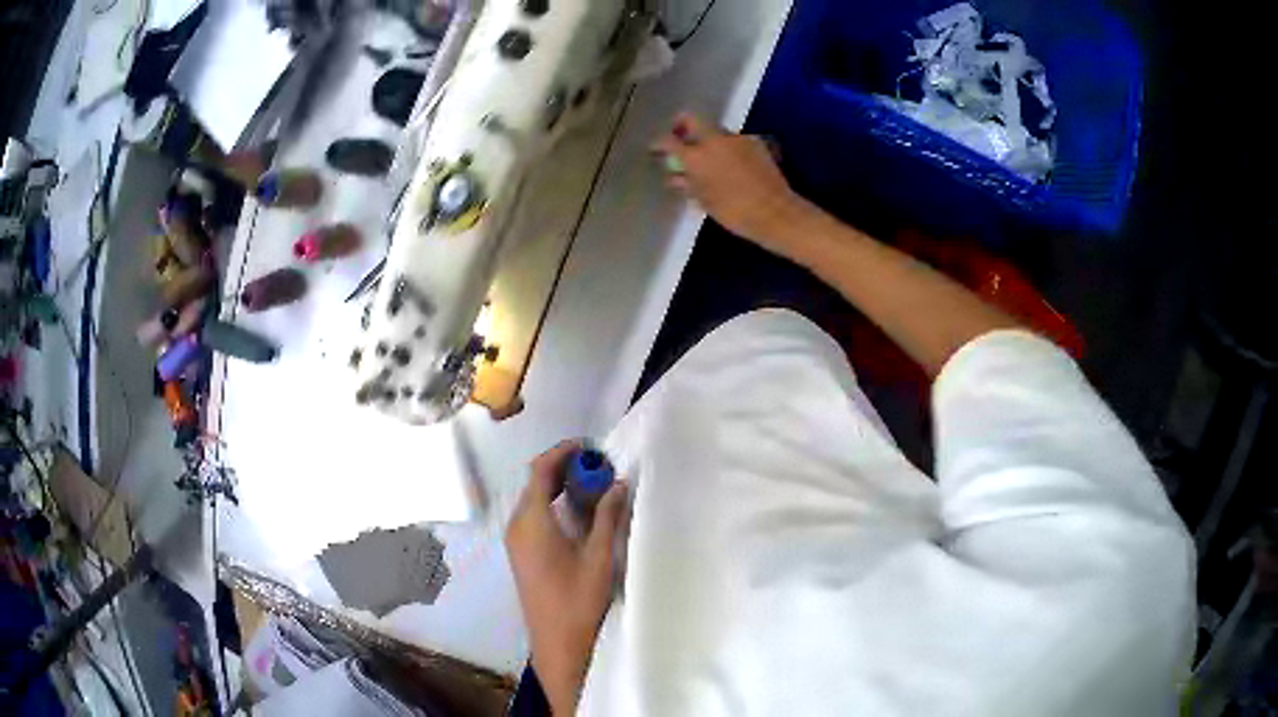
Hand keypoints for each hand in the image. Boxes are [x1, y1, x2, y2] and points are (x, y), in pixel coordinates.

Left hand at [506, 441, 628, 714]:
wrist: (557, 642)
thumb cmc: (577, 600)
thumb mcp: (599, 557)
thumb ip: (607, 516)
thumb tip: (618, 483)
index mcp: (532, 522)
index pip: (540, 470)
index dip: (563, 451)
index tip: (591, 447)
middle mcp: (517, 525)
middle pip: (535, 482)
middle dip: (565, 467)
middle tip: (600, 466)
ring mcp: (515, 540)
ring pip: (534, 498)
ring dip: (560, 485)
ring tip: (594, 484)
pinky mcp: (520, 552)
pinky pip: (533, 515)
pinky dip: (554, 503)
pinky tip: (579, 511)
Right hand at [653, 113, 810, 251]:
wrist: (775, 212)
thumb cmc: (734, 212)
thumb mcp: (705, 201)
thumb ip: (687, 184)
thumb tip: (675, 177)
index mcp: (697, 157)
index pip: (669, 141)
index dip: (659, 143)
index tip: (655, 148)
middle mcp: (714, 140)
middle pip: (692, 120)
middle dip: (682, 125)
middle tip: (679, 138)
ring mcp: (737, 138)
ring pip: (715, 131)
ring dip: (708, 139)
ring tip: (709, 158)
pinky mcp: (755, 142)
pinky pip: (734, 141)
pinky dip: (728, 148)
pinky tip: (732, 164)